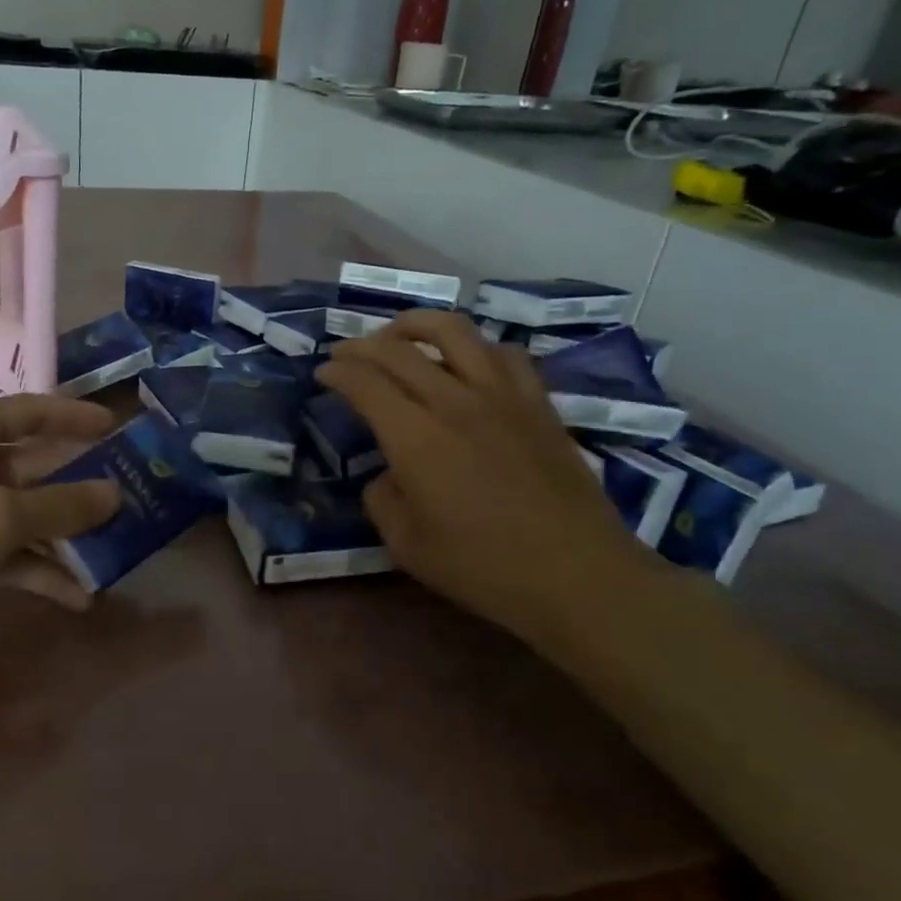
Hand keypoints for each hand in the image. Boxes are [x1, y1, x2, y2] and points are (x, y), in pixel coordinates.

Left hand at [0, 395, 120, 648]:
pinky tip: (78, 597)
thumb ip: (62, 505)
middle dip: (82, 485)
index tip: (118, 428)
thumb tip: (115, 493)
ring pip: (27, 516)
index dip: (75, 418)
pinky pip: (9, 556)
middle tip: (134, 498)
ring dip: (67, 536)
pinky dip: (40, 572)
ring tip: (118, 553)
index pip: (33, 411)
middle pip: (37, 467)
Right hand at [315, 310, 666, 648]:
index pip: (366, 383)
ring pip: (455, 332)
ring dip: (416, 325)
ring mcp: (503, 396)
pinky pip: (503, 353)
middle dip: (362, 345)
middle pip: (400, 350)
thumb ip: (383, 499)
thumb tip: (388, 475)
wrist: (577, 575)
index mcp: (416, 439)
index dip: (338, 371)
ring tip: (400, 335)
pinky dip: (474, 346)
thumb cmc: (483, 568)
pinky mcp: (538, 403)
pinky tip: (467, 361)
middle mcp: (456, 402)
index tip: (323, 372)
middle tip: (345, 353)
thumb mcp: (406, 545)